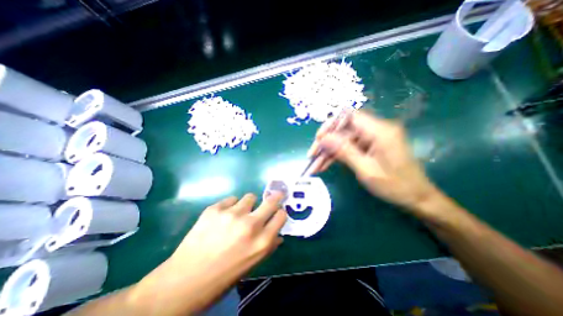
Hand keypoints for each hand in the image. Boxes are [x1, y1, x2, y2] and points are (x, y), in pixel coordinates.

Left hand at [132, 192, 285, 313]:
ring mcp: (232, 215)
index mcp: (262, 242)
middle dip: (275, 197)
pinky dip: (230, 206)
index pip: (281, 216)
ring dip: (248, 204)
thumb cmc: (224, 276)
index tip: (277, 211)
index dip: (280, 212)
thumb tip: (278, 234)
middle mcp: (250, 225)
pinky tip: (222, 217)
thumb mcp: (252, 265)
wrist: (184, 281)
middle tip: (275, 195)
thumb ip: (268, 246)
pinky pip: (231, 199)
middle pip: (271, 201)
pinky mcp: (215, 209)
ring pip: (250, 197)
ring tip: (239, 213)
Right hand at [307, 110, 438, 213]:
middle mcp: (376, 130)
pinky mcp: (369, 146)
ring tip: (315, 166)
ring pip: (343, 140)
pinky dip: (336, 156)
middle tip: (312, 156)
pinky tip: (324, 165)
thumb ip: (344, 151)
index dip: (331, 124)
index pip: (349, 116)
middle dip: (326, 143)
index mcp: (380, 131)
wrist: (416, 198)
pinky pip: (349, 148)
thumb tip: (323, 138)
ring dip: (328, 152)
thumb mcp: (366, 170)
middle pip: (343, 130)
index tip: (318, 139)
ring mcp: (372, 138)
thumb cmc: (395, 186)